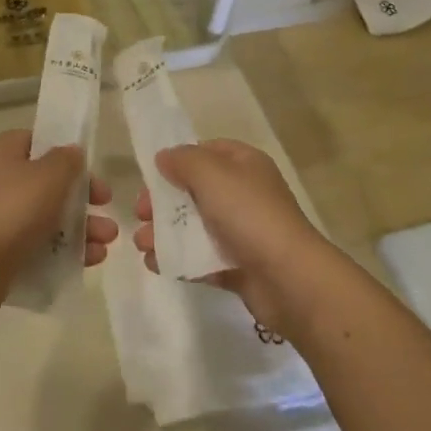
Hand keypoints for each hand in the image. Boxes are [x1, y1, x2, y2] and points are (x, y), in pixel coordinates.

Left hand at [0, 131, 115, 311]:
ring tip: (107, 241)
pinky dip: (68, 250)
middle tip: (107, 206)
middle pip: (51, 183)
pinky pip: (43, 245)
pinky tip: (92, 259)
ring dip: (83, 227)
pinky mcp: (7, 250)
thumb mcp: (49, 175)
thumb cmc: (13, 208)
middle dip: (84, 197)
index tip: (90, 168)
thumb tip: (73, 152)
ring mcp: (4, 216)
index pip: (40, 142)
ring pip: (51, 217)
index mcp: (8, 152)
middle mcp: (3, 180)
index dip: (67, 153)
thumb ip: (67, 160)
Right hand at [133, 140, 337, 337]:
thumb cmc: (249, 215)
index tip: (152, 176)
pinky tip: (156, 264)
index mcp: (244, 165)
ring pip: (195, 226)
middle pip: (195, 191)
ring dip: (164, 232)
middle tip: (140, 214)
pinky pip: (202, 258)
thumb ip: (183, 161)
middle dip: (163, 202)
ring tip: (143, 244)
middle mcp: (245, 194)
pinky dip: (178, 259)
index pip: (207, 152)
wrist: (290, 278)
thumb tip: (164, 157)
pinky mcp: (239, 266)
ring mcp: (242, 232)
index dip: (178, 160)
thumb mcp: (212, 174)